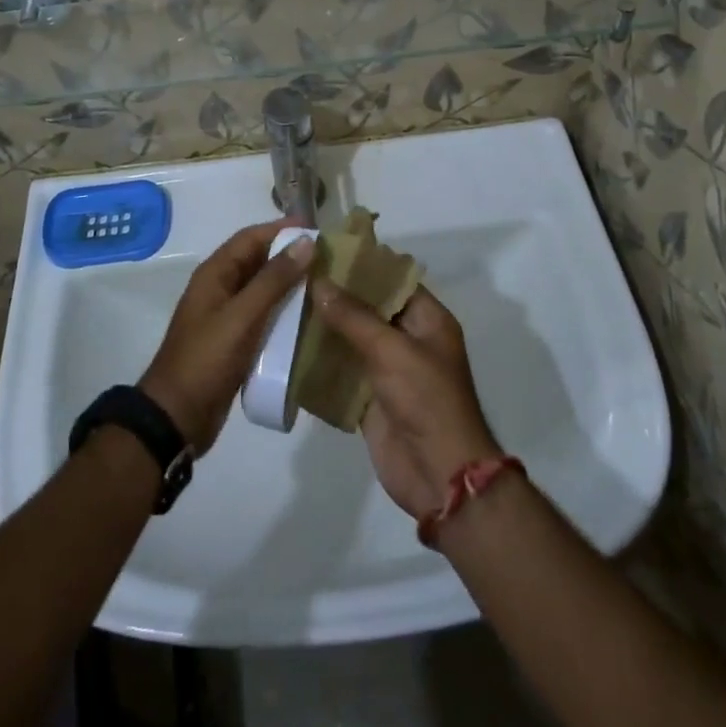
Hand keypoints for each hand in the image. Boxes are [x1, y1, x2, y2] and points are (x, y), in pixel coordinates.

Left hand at [139, 220, 313, 453]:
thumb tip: (306, 242)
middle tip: (329, 258)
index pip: (251, 237)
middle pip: (258, 261)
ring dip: (290, 284)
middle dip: (290, 255)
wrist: (177, 416)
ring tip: (327, 285)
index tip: (317, 228)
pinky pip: (264, 316)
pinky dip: (285, 312)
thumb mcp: (242, 316)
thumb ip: (274, 279)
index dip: (282, 229)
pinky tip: (310, 318)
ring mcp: (227, 316)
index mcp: (215, 273)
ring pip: (264, 289)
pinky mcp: (236, 341)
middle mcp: (221, 288)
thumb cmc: (207, 359)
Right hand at [309, 281, 502, 516]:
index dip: (361, 265)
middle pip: (368, 308)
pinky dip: (321, 361)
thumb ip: (353, 316)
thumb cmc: (426, 400)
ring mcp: (388, 369)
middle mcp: (408, 338)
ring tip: (286, 304)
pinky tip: (289, 346)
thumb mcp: (392, 349)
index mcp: (427, 319)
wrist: (439, 475)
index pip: (392, 280)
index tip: (324, 251)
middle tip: (296, 275)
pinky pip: (342, 371)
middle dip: (336, 295)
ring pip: (352, 339)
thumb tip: (319, 282)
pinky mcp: (370, 397)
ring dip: (324, 327)